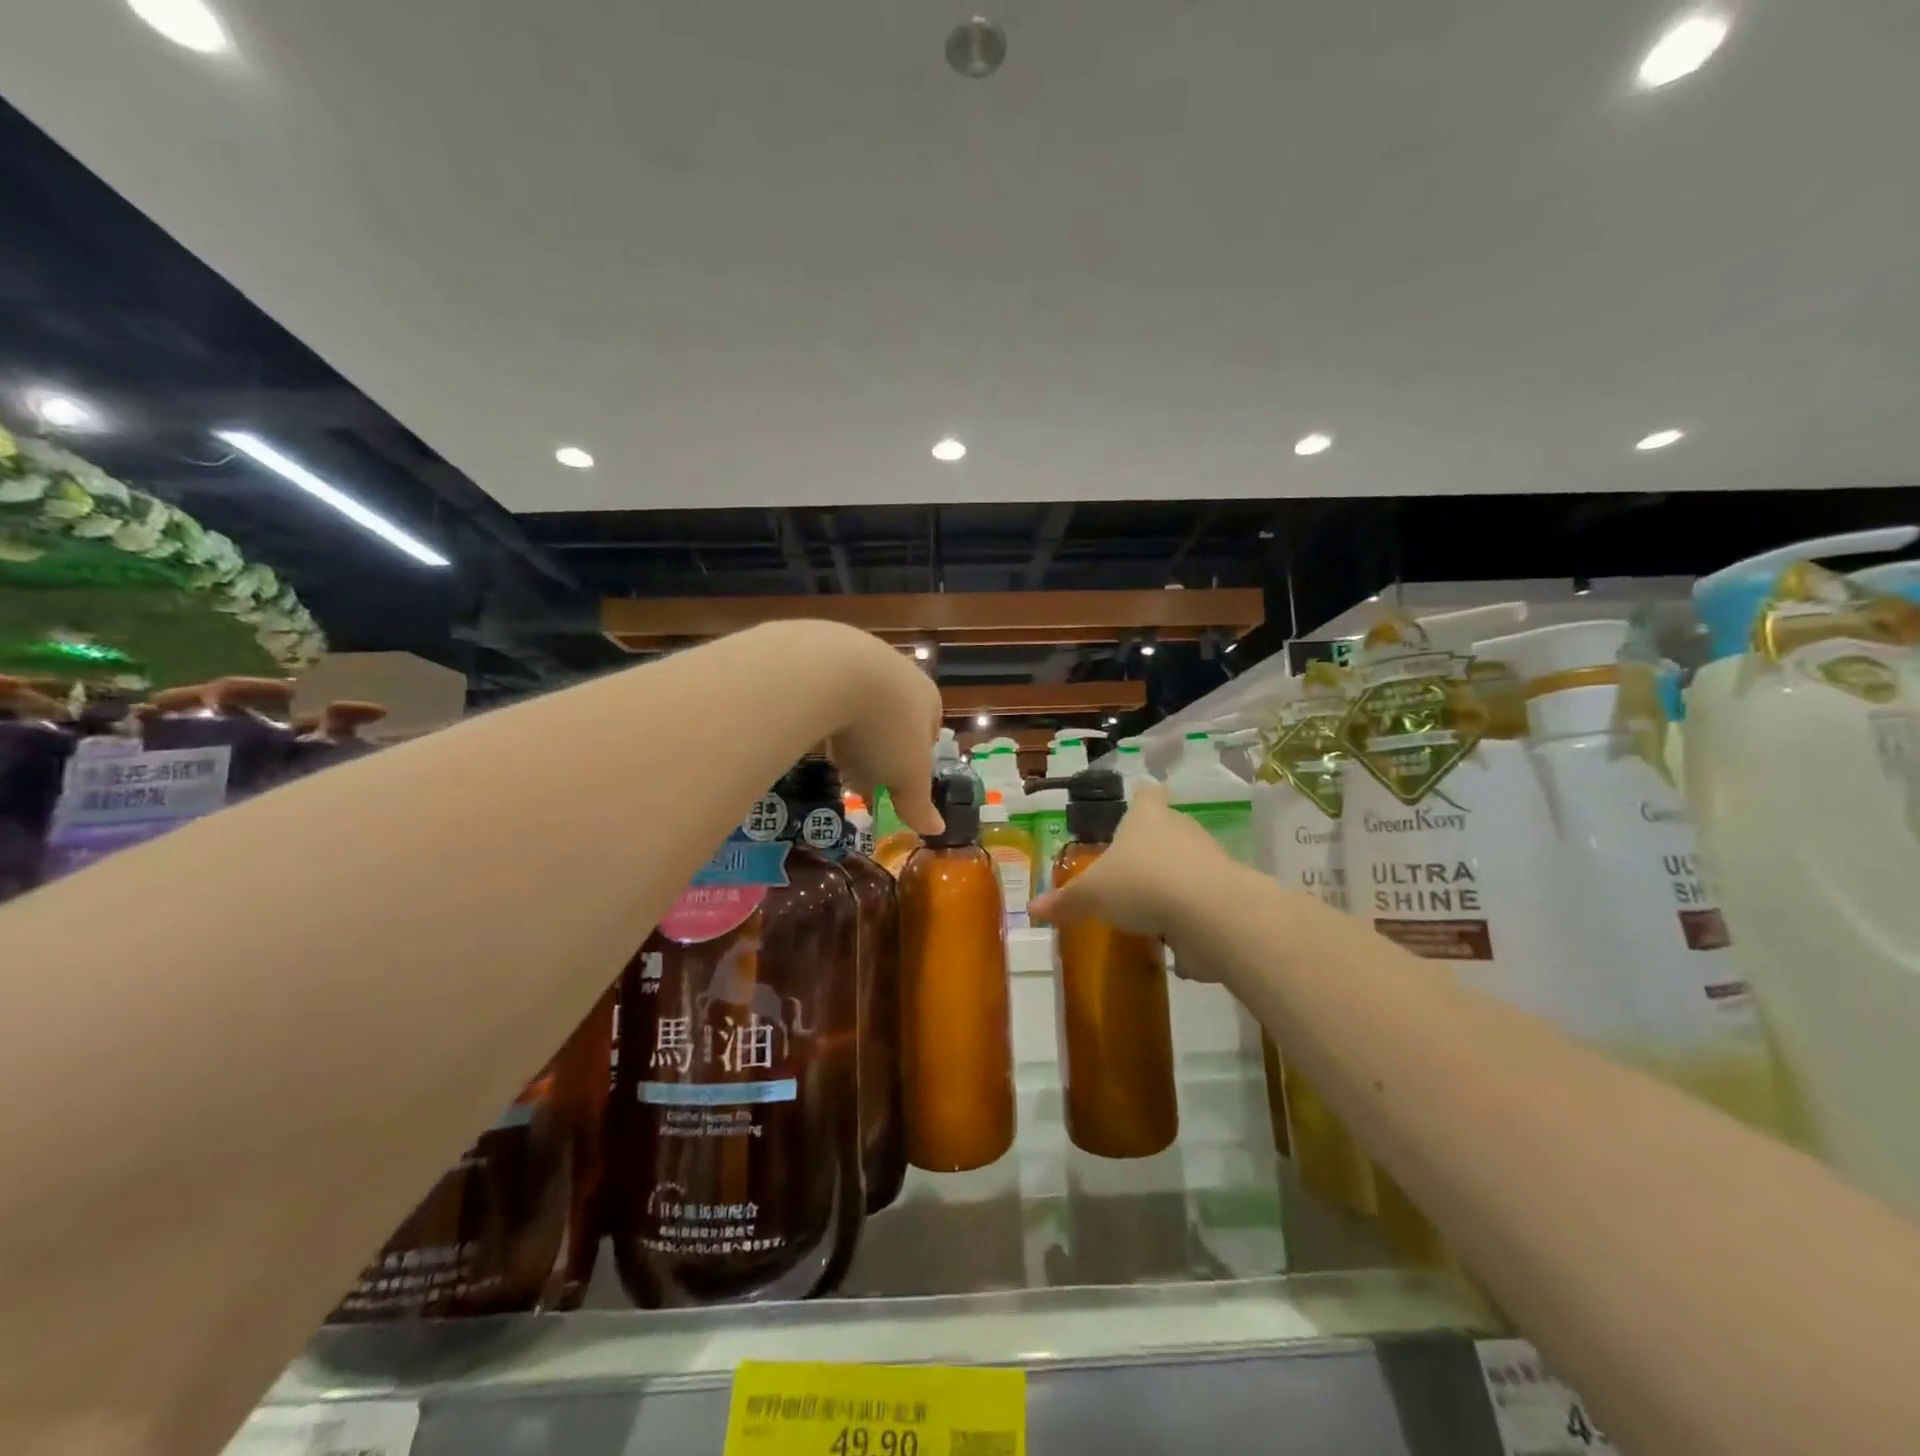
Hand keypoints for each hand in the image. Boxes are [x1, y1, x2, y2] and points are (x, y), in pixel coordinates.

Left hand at [799, 623, 944, 835]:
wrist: (829, 672)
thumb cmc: (882, 729)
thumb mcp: (906, 777)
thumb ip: (918, 804)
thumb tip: (937, 830)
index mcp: (927, 696)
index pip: (929, 730)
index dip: (914, 759)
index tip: (895, 783)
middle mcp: (898, 670)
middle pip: (893, 714)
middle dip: (880, 745)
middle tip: (861, 774)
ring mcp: (858, 654)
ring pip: (858, 698)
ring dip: (849, 725)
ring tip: (832, 753)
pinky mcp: (819, 649)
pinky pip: (824, 686)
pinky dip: (820, 707)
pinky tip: (807, 725)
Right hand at [1028, 782, 1229, 954]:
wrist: (1209, 911)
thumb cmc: (1141, 883)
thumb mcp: (1093, 895)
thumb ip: (1066, 901)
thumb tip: (1033, 908)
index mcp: (1146, 817)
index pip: (1147, 794)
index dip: (1140, 802)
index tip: (1133, 813)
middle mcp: (1181, 827)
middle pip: (1167, 829)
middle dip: (1151, 849)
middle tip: (1129, 874)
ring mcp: (1210, 857)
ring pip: (1188, 863)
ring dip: (1172, 883)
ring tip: (1150, 911)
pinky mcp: (1229, 890)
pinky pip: (1203, 897)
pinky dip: (1190, 914)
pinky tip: (1175, 939)